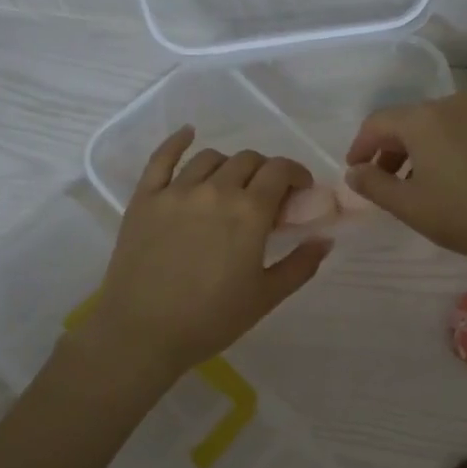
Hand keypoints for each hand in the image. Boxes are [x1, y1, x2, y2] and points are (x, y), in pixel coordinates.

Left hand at [86, 128, 331, 379]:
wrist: (141, 334)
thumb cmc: (210, 319)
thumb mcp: (266, 297)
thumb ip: (300, 264)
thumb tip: (325, 239)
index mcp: (249, 212)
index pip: (280, 170)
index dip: (296, 174)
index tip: (300, 190)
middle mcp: (214, 190)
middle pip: (248, 160)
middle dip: (265, 172)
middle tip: (266, 197)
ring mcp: (175, 191)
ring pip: (211, 158)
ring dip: (229, 166)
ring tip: (231, 186)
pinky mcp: (144, 199)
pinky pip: (161, 158)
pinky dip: (177, 141)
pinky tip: (188, 134)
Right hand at [343, 91, 466, 273]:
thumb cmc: (465, 215)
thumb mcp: (409, 206)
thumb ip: (374, 185)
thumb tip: (354, 171)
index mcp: (424, 118)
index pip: (378, 123)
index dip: (360, 146)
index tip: (356, 171)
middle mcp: (455, 104)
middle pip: (411, 121)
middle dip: (393, 149)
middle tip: (387, 181)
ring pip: (443, 125)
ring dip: (425, 149)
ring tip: (424, 183)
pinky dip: (455, 148)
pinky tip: (461, 178)